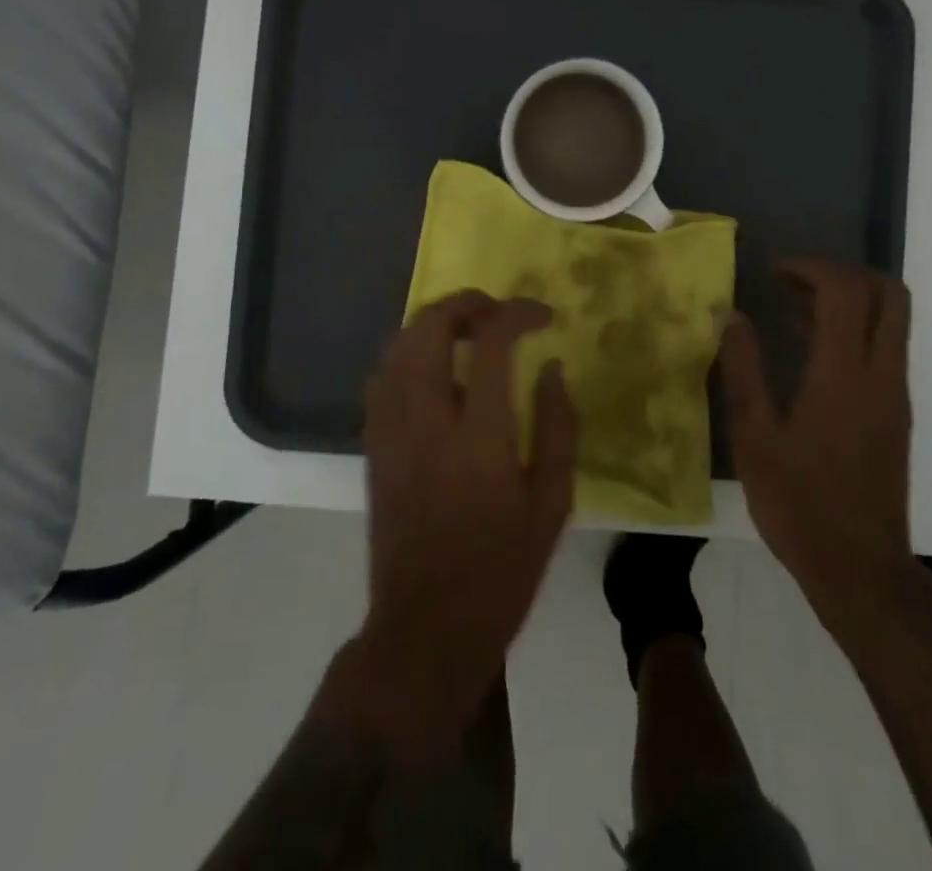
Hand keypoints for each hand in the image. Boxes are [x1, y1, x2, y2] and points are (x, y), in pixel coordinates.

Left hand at [352, 291, 578, 761]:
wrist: (426, 629)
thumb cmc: (502, 570)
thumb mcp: (552, 503)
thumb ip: (558, 426)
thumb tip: (551, 366)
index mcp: (478, 438)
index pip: (490, 343)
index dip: (517, 313)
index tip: (543, 316)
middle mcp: (425, 422)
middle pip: (429, 328)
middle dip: (466, 303)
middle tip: (499, 312)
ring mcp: (390, 432)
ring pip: (397, 345)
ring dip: (435, 323)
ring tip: (470, 331)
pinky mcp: (373, 446)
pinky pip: (383, 375)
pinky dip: (410, 352)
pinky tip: (437, 369)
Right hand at [720, 261, 914, 627]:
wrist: (860, 569)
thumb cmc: (799, 504)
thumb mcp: (755, 437)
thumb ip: (744, 369)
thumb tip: (732, 316)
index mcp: (844, 375)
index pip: (845, 292)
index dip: (811, 268)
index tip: (773, 272)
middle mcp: (881, 374)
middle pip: (888, 293)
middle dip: (842, 273)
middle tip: (794, 281)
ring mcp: (895, 394)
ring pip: (891, 319)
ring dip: (848, 299)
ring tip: (791, 308)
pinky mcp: (896, 413)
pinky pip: (884, 347)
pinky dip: (854, 328)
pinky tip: (809, 350)